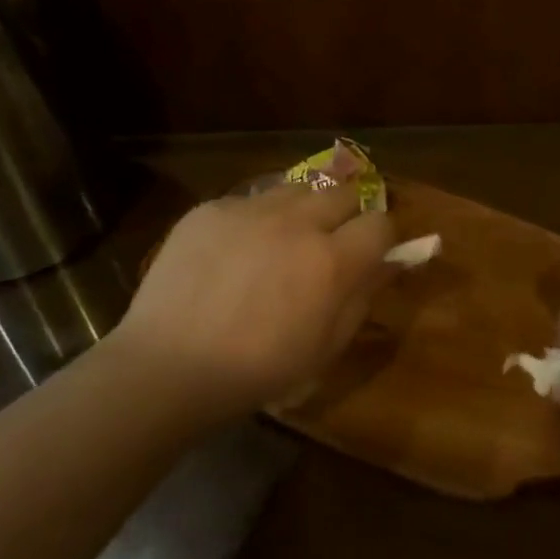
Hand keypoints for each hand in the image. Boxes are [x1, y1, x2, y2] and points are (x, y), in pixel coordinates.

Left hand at [110, 184, 395, 422]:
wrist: (168, 366)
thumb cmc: (258, 370)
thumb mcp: (326, 346)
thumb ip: (364, 295)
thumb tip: (391, 261)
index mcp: (331, 260)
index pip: (380, 222)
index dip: (381, 237)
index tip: (370, 253)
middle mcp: (296, 222)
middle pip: (343, 191)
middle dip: (348, 213)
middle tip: (331, 241)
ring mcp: (250, 209)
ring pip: (297, 188)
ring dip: (304, 209)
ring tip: (285, 239)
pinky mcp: (212, 208)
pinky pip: (250, 200)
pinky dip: (257, 218)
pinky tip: (238, 250)